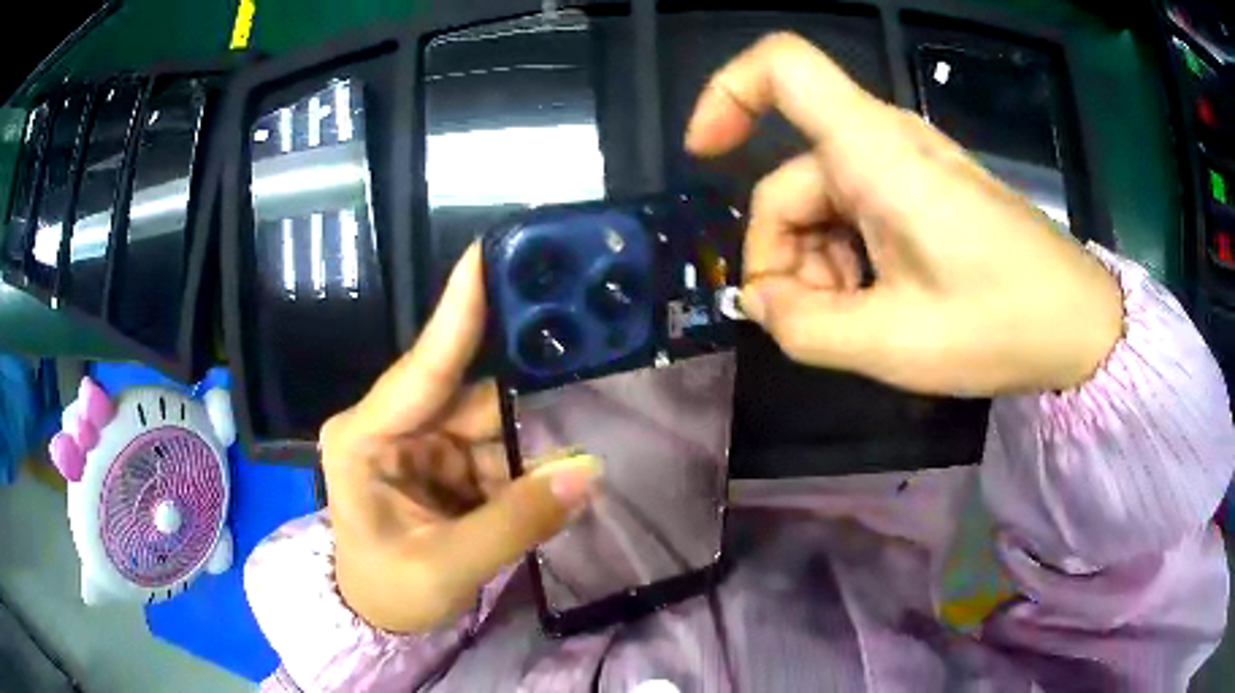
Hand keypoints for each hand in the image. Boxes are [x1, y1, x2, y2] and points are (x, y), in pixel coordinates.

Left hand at [319, 245, 599, 632]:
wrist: (378, 618)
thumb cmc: (389, 591)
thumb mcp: (447, 567)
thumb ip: (516, 522)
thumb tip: (588, 471)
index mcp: (364, 438)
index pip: (421, 367)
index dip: (458, 311)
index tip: (487, 253)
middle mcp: (392, 425)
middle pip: (469, 396)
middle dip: (526, 398)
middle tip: (588, 366)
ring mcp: (421, 443)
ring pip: (491, 424)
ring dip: (533, 441)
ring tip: (586, 441)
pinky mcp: (444, 463)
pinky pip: (496, 451)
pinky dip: (527, 464)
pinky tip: (560, 470)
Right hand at [685, 33, 1123, 395]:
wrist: (1077, 324)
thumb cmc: (1000, 324)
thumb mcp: (893, 342)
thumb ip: (805, 326)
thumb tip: (759, 301)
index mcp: (875, 152)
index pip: (783, 67)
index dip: (727, 93)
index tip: (707, 156)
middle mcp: (884, 143)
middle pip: (791, 179)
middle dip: (785, 256)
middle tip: (808, 324)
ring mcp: (906, 168)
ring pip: (823, 205)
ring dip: (819, 268)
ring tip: (854, 325)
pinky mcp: (923, 193)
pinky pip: (858, 216)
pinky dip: (850, 263)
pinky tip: (877, 308)